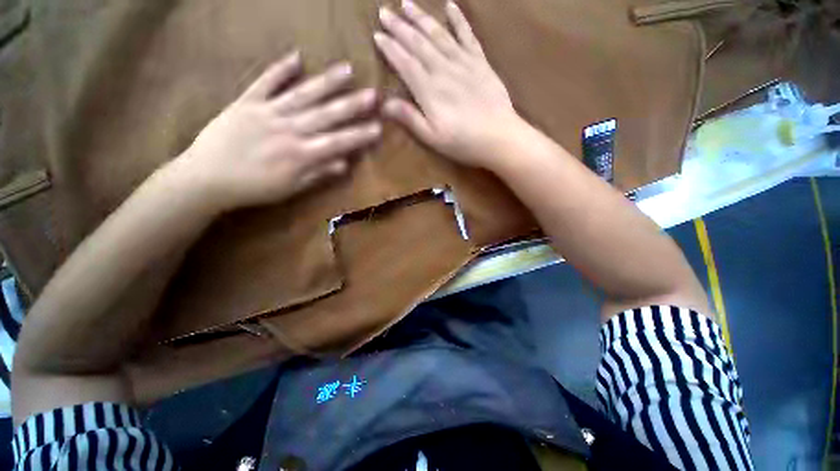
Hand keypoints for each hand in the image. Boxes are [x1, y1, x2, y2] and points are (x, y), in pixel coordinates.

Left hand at [176, 52, 380, 211]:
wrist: (206, 178)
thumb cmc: (254, 188)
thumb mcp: (290, 188)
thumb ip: (318, 174)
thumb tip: (344, 163)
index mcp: (300, 154)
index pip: (337, 142)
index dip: (359, 135)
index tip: (378, 128)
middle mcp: (288, 129)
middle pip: (325, 115)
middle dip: (351, 105)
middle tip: (372, 94)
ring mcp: (267, 112)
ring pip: (302, 95)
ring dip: (326, 82)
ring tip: (346, 70)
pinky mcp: (246, 102)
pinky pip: (265, 83)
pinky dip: (280, 69)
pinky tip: (297, 57)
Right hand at [374, 1, 526, 169]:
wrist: (499, 137)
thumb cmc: (463, 142)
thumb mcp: (432, 137)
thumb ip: (410, 118)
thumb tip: (384, 104)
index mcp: (429, 91)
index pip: (405, 63)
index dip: (390, 48)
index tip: (377, 35)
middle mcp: (443, 70)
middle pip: (418, 44)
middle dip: (399, 27)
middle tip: (384, 11)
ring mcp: (463, 63)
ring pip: (438, 35)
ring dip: (421, 18)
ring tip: (407, 3)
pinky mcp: (480, 62)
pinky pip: (468, 35)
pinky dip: (458, 19)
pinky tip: (450, 5)